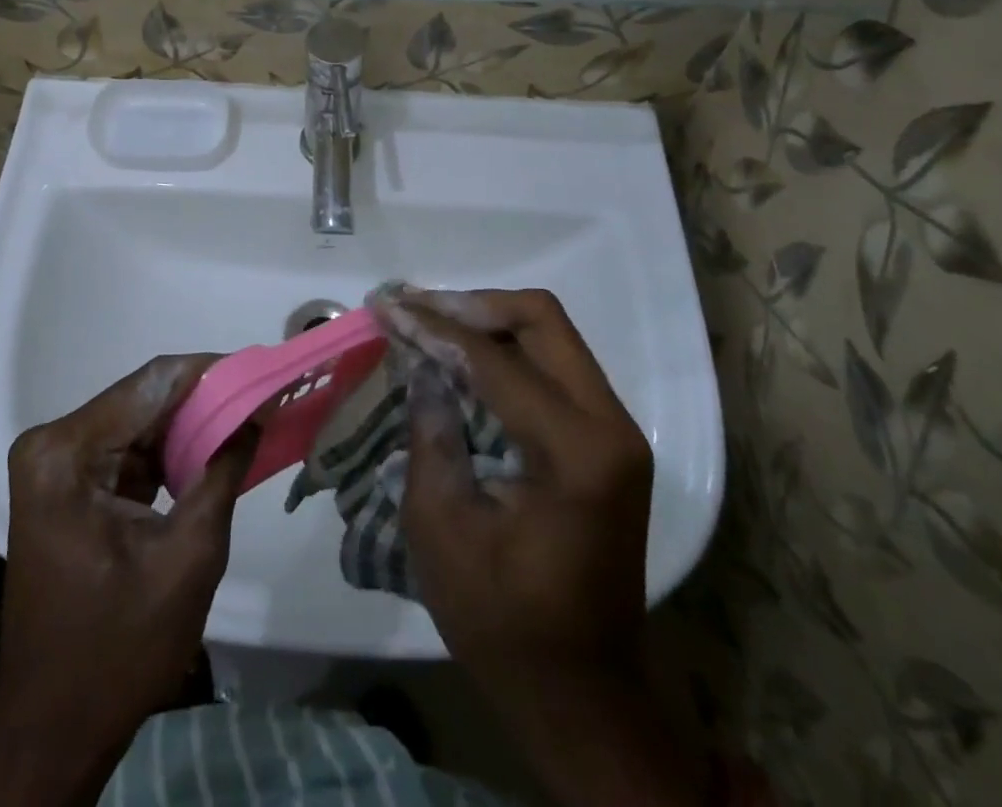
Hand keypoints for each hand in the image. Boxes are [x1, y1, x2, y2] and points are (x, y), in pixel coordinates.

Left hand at [0, 356, 251, 805]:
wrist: (56, 729)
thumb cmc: (120, 649)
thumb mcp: (189, 556)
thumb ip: (223, 470)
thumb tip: (258, 410)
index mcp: (66, 453)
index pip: (151, 384)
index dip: (211, 372)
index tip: (262, 370)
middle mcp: (53, 445)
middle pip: (142, 400)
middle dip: (205, 399)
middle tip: (263, 396)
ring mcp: (56, 465)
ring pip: (138, 422)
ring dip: (191, 424)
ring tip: (248, 419)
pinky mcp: (68, 485)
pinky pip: (129, 450)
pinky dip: (170, 451)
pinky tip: (212, 450)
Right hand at [388, 289, 703, 805]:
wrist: (581, 695)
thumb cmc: (503, 621)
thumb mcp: (442, 526)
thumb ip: (431, 430)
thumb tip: (419, 361)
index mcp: (576, 451)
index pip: (495, 359)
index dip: (433, 327)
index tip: (385, 306)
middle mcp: (611, 426)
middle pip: (541, 320)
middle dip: (469, 306)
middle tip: (412, 308)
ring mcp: (616, 431)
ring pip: (550, 335)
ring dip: (487, 322)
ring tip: (428, 323)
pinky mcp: (607, 441)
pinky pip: (554, 365)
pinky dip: (506, 350)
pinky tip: (461, 357)